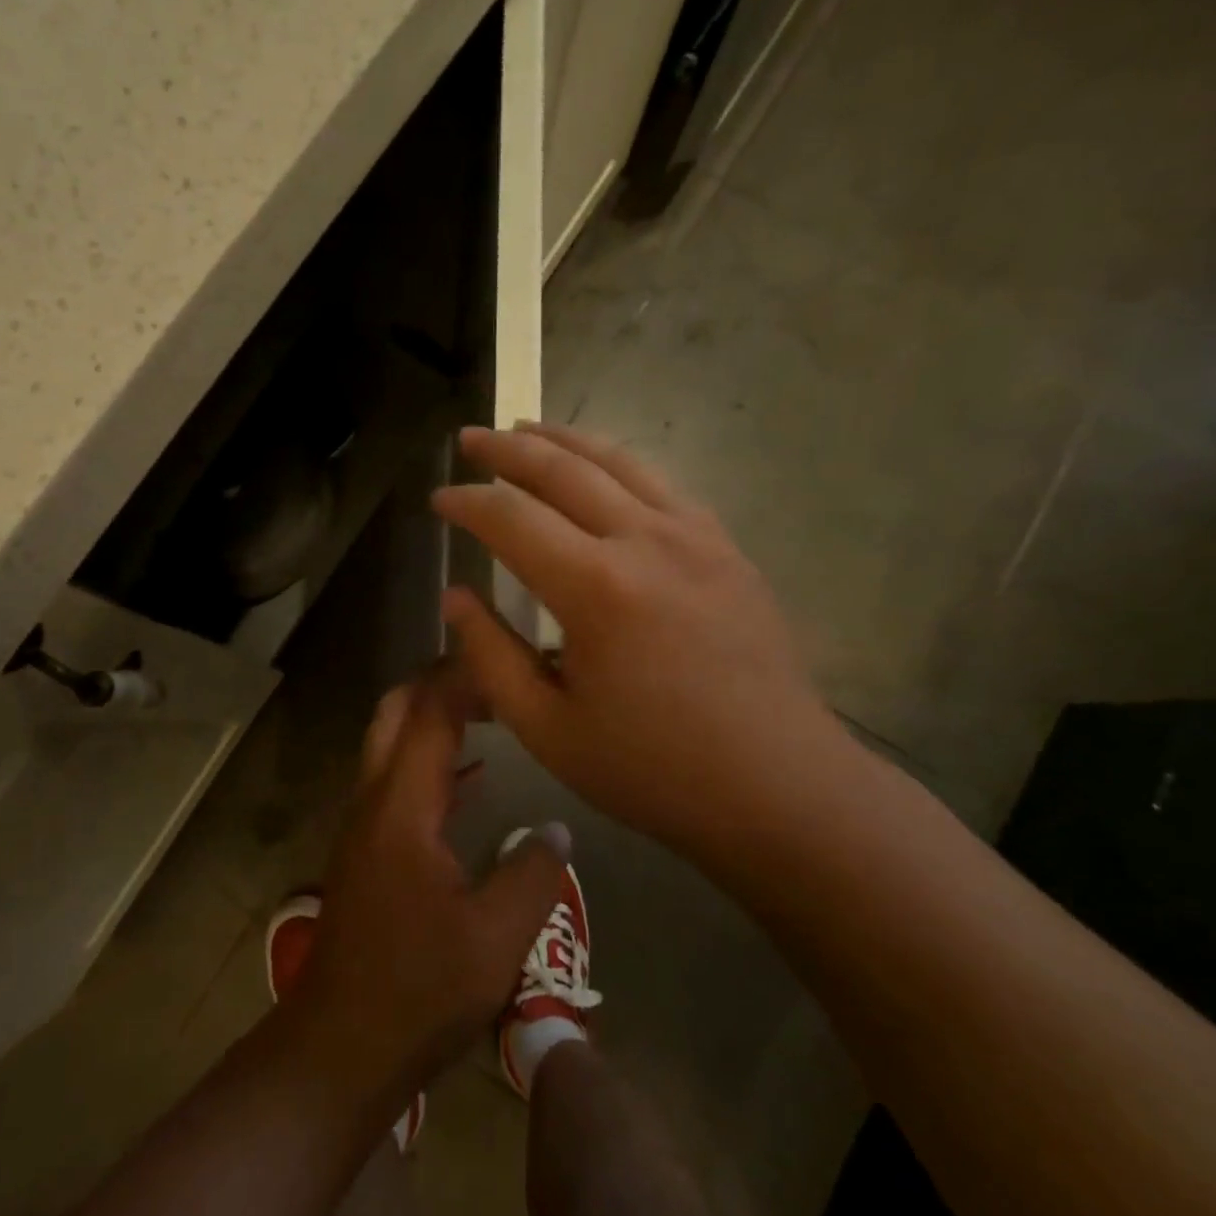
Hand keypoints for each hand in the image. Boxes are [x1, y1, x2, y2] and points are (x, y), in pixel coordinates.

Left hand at [292, 666, 570, 1098]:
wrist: (339, 1046)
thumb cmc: (418, 990)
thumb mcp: (496, 939)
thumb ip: (533, 874)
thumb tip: (557, 828)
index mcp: (402, 807)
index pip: (430, 715)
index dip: (463, 677)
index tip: (503, 654)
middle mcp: (374, 801)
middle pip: (396, 712)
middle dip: (437, 682)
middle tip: (492, 676)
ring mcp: (364, 825)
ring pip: (390, 743)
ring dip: (430, 717)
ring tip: (487, 711)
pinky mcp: (365, 850)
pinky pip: (395, 780)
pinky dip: (428, 759)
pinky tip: (469, 779)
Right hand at [432, 423, 851, 853]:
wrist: (778, 786)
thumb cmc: (653, 769)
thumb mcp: (548, 728)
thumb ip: (492, 656)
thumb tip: (455, 597)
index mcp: (596, 588)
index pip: (511, 518)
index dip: (467, 502)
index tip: (438, 499)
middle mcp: (645, 541)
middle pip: (563, 469)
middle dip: (507, 449)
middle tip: (469, 438)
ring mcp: (695, 536)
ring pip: (618, 461)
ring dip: (564, 440)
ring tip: (526, 429)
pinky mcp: (726, 548)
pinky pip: (662, 484)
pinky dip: (618, 464)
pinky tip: (603, 471)